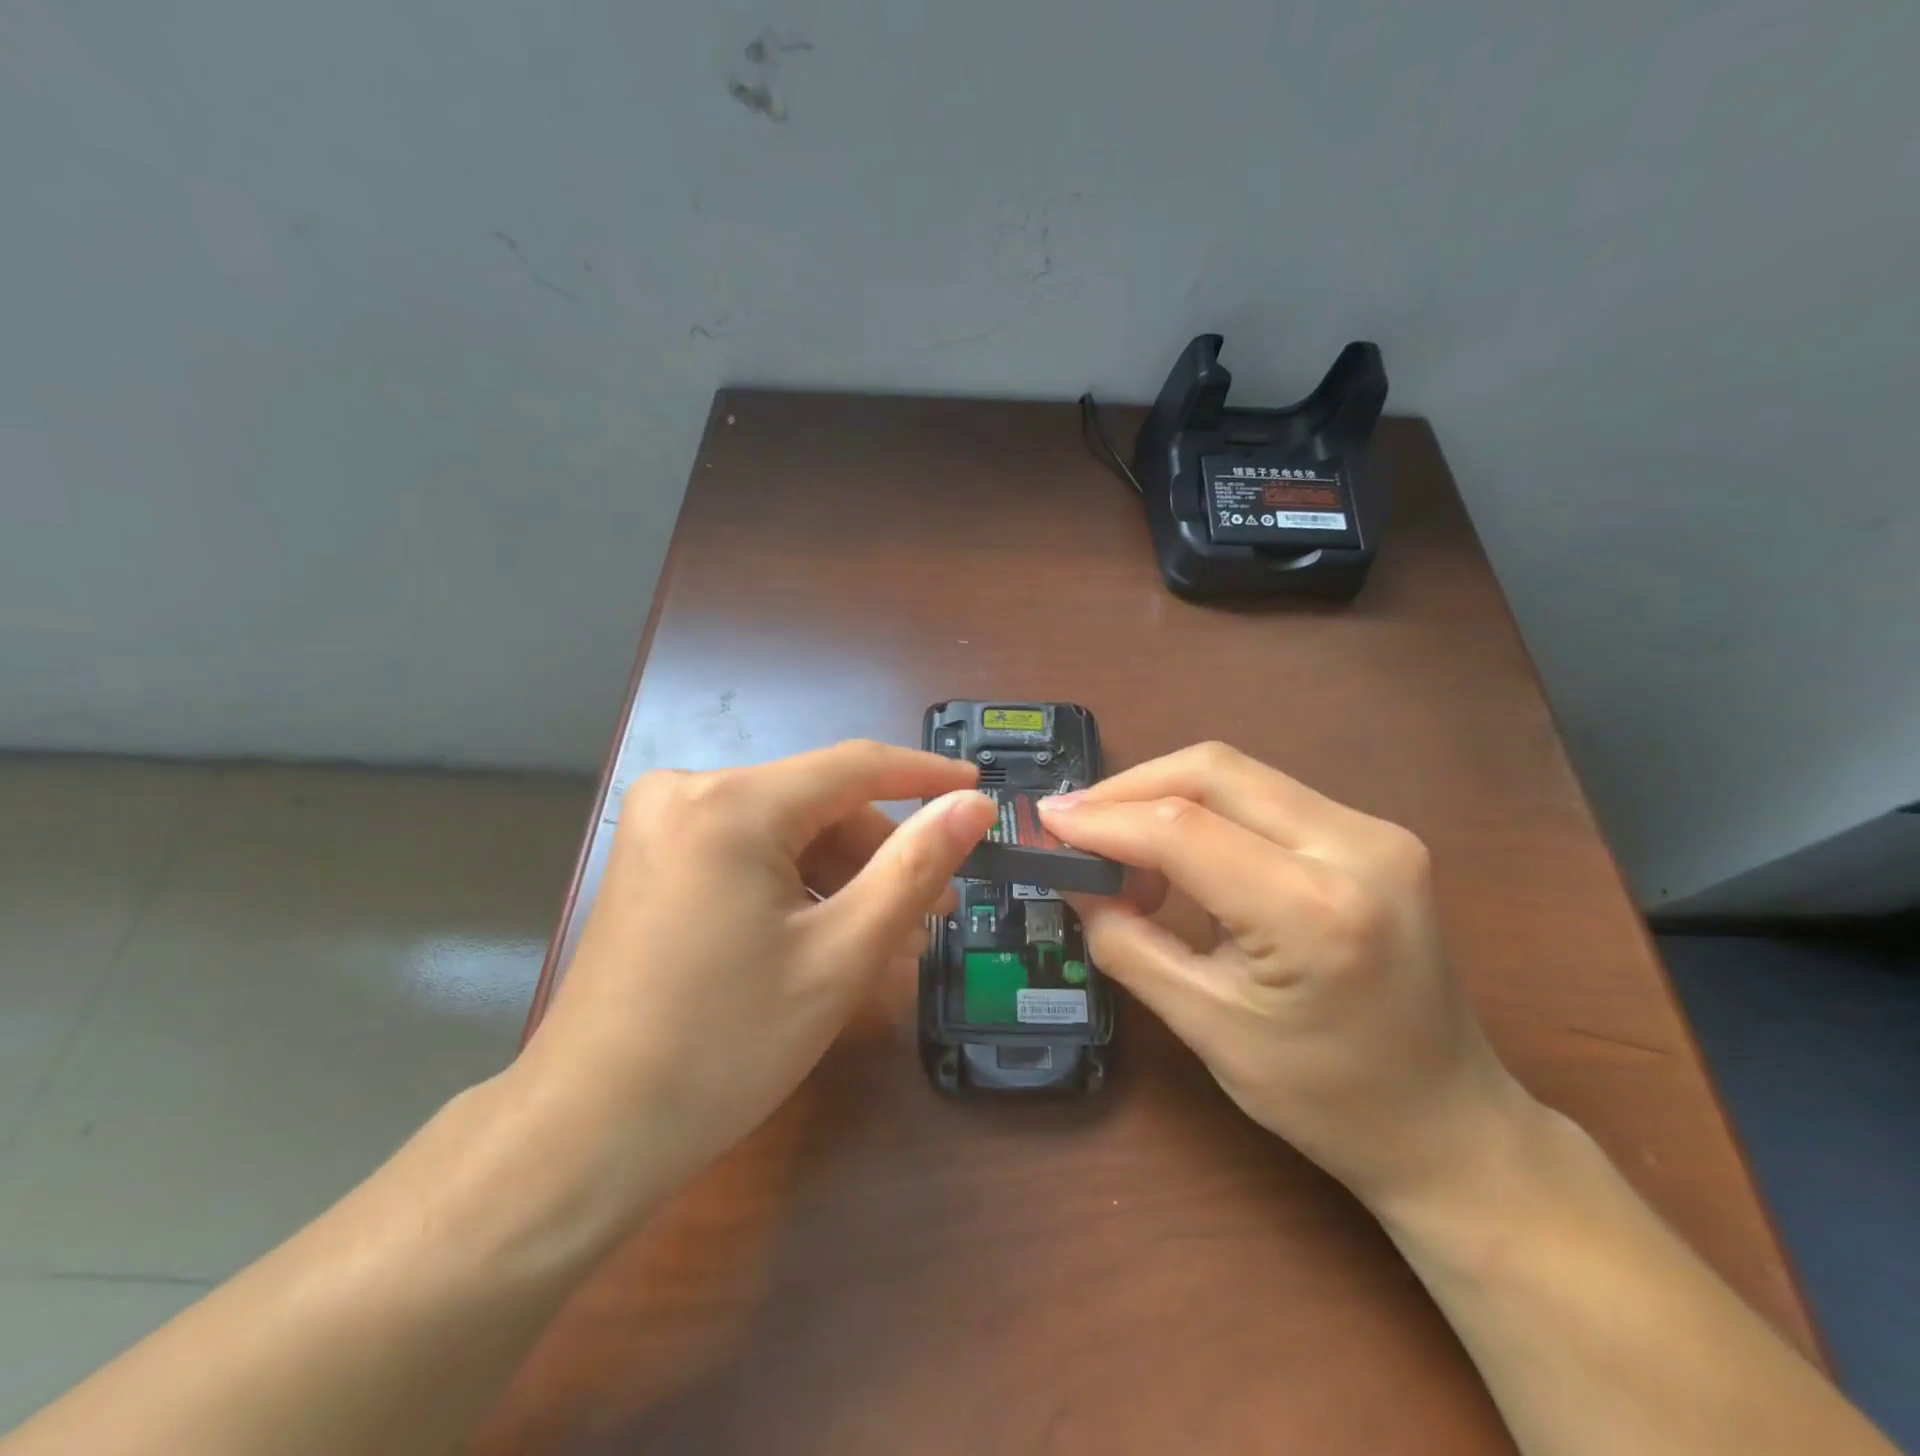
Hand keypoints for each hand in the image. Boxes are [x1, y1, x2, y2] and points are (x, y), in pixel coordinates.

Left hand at [516, 741, 995, 1209]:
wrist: (588, 1133)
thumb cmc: (725, 1046)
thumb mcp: (841, 955)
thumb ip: (915, 867)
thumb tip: (973, 804)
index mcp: (731, 802)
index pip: (855, 765)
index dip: (925, 775)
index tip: (981, 792)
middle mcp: (688, 790)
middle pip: (818, 803)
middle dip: (882, 853)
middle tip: (936, 911)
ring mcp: (662, 824)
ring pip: (787, 829)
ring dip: (844, 876)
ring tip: (893, 938)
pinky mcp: (654, 857)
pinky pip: (750, 851)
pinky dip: (798, 885)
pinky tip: (831, 935)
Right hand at [1039, 742, 1534, 1212]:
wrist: (1450, 1123)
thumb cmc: (1325, 1099)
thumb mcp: (1205, 1027)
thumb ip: (1125, 940)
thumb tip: (1072, 876)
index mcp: (1317, 911)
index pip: (1183, 829)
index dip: (1102, 818)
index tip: (1044, 821)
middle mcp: (1357, 846)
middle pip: (1212, 771)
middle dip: (1129, 790)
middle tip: (1075, 827)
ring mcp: (1375, 830)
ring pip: (1236, 775)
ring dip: (1163, 798)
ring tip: (1122, 853)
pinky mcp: (1372, 833)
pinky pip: (1263, 797)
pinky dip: (1204, 813)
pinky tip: (1179, 855)